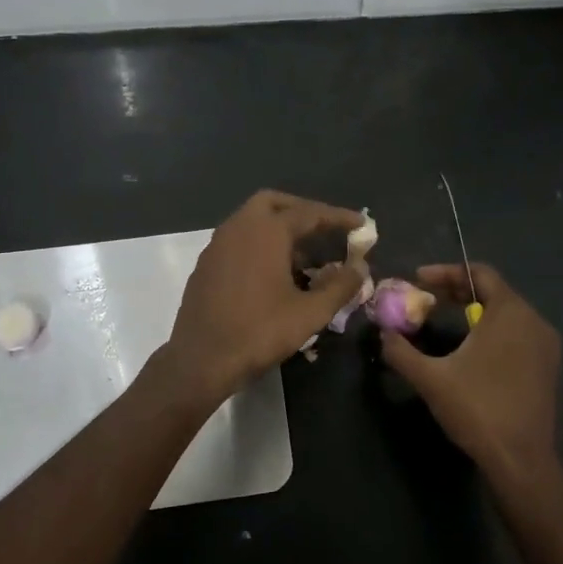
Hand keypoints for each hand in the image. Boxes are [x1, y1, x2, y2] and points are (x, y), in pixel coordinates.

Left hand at [163, 190, 366, 404]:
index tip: (361, 223)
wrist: (201, 360)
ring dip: (279, 230)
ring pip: (252, 221)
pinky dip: (259, 245)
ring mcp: (217, 245)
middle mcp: (238, 228)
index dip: (338, 218)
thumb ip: (340, 286)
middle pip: (273, 203)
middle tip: (325, 229)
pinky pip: (238, 241)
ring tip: (305, 259)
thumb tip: (359, 268)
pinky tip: (273, 275)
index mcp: (266, 231)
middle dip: (302, 211)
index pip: (309, 213)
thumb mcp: (310, 313)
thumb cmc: (259, 332)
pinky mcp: (206, 265)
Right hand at [380, 264, 561, 484]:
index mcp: (510, 313)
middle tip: (428, 298)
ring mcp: (546, 345)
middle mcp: (534, 321)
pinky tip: (472, 348)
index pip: (480, 273)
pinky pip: (518, 333)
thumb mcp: (430, 378)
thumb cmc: (477, 409)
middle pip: (494, 291)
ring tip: (446, 319)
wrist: (521, 460)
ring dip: (475, 310)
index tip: (418, 279)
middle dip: (458, 290)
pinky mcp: (548, 367)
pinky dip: (493, 330)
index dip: (446, 272)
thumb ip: (401, 351)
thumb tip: (384, 333)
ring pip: (507, 313)